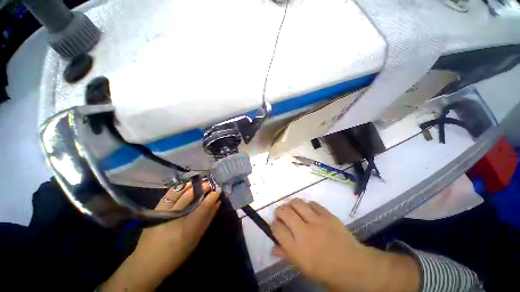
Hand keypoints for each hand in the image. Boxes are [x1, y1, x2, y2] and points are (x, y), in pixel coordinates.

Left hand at [101, 182, 219, 291]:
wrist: (147, 263)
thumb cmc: (176, 253)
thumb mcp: (195, 240)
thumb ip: (207, 220)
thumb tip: (216, 204)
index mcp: (186, 229)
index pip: (202, 207)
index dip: (211, 197)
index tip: (217, 191)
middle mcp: (175, 218)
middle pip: (190, 197)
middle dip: (202, 188)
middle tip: (209, 185)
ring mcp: (163, 213)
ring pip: (179, 193)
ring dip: (191, 185)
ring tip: (199, 183)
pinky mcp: (155, 211)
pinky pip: (169, 195)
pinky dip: (179, 188)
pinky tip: (186, 185)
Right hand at [271, 199, 419, 291]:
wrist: (354, 267)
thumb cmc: (326, 272)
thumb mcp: (303, 268)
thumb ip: (286, 255)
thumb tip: (273, 247)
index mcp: (296, 249)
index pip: (277, 229)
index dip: (274, 225)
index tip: (276, 224)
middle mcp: (304, 233)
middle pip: (285, 212)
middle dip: (279, 210)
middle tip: (281, 213)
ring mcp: (317, 222)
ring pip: (297, 203)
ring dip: (291, 204)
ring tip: (292, 208)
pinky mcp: (328, 215)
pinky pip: (313, 203)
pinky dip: (307, 205)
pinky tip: (308, 210)